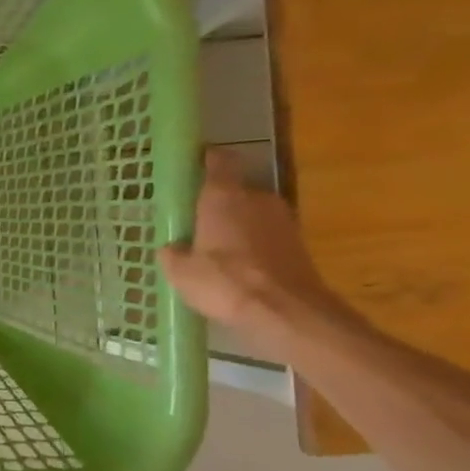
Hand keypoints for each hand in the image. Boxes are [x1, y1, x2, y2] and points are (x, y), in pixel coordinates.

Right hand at [159, 148, 355, 362]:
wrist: (285, 311)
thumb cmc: (225, 283)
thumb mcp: (181, 273)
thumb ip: (172, 254)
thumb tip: (171, 247)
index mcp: (223, 197)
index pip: (219, 160)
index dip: (206, 159)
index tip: (193, 165)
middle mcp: (256, 198)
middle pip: (235, 189)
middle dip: (217, 202)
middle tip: (196, 221)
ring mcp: (282, 219)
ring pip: (252, 213)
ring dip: (237, 225)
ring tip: (216, 248)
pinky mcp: (297, 243)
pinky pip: (267, 234)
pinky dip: (253, 244)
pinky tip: (239, 267)